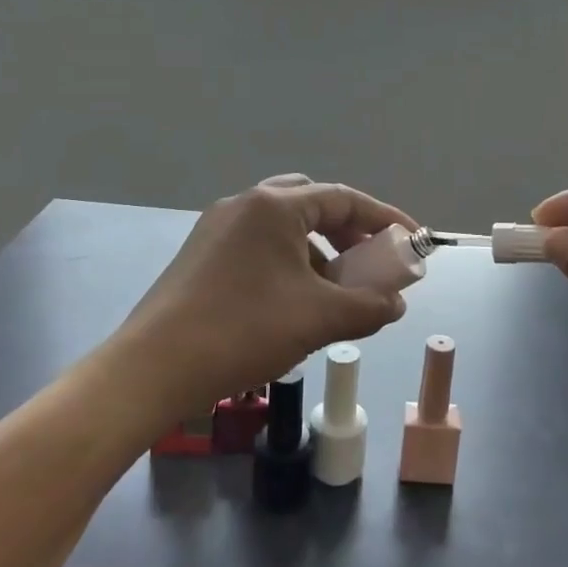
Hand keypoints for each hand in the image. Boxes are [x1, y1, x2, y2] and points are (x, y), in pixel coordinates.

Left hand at [114, 175, 413, 423]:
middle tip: (369, 262)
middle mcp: (244, 204)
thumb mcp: (319, 319)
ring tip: (335, 290)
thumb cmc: (244, 330)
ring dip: (317, 250)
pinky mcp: (201, 254)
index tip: (413, 242)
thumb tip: (396, 304)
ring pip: (283, 227)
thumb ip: (368, 306)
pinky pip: (259, 247)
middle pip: (312, 203)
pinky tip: (294, 302)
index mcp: (274, 206)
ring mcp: (217, 228)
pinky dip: (288, 263)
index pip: (344, 198)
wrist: (154, 368)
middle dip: (347, 231)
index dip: (385, 220)